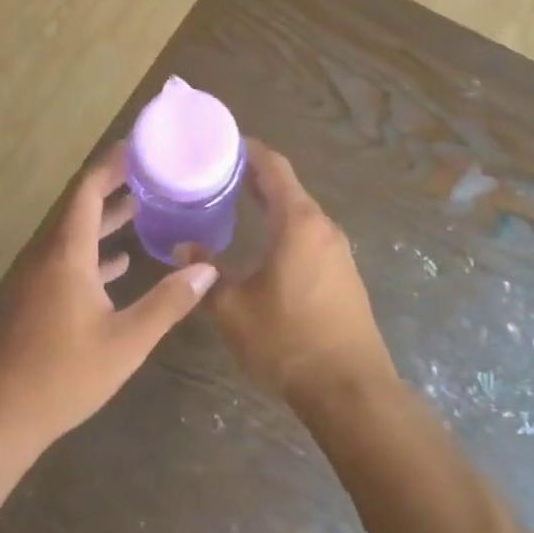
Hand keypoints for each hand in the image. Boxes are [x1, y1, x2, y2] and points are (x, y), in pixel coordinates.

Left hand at [0, 145, 217, 455]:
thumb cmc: (64, 375)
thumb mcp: (126, 341)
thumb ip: (167, 303)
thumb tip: (206, 269)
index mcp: (67, 254)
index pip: (86, 191)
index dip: (111, 165)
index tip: (138, 148)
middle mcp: (48, 256)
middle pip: (80, 208)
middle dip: (113, 188)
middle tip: (150, 174)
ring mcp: (37, 279)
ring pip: (74, 236)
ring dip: (105, 221)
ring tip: (142, 210)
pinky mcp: (34, 301)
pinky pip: (66, 261)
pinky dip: (94, 253)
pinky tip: (119, 263)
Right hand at [183, 140, 395, 409]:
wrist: (350, 390)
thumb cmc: (287, 340)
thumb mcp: (233, 307)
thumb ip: (206, 273)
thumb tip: (183, 249)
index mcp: (299, 222)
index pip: (274, 167)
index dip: (249, 150)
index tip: (221, 142)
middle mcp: (323, 227)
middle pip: (288, 188)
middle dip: (254, 177)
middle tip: (216, 174)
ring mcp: (338, 252)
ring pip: (299, 214)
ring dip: (270, 205)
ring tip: (233, 204)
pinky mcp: (344, 275)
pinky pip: (309, 236)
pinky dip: (284, 228)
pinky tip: (262, 244)